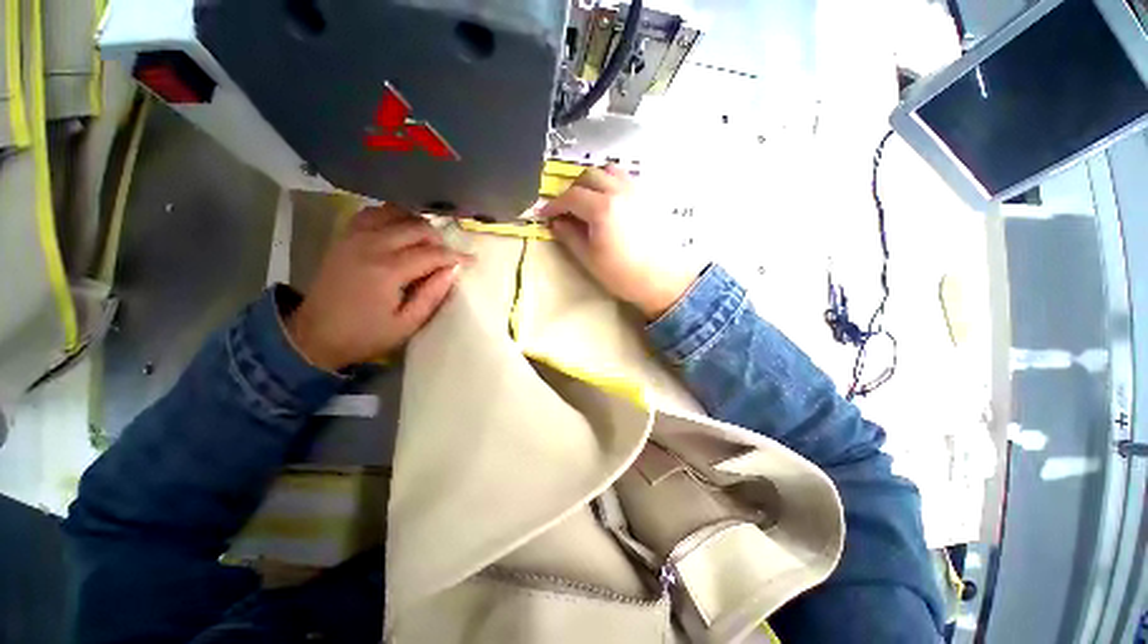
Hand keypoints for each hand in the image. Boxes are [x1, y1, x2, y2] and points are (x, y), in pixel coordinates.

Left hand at [285, 204, 469, 370]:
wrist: (314, 334)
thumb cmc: (365, 334)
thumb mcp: (407, 324)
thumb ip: (432, 295)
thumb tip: (453, 270)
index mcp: (388, 270)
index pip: (432, 253)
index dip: (456, 256)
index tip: (471, 260)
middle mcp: (372, 245)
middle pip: (416, 227)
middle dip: (439, 239)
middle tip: (447, 256)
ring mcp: (355, 236)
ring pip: (395, 212)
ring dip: (417, 224)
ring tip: (426, 243)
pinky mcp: (345, 236)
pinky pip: (372, 213)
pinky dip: (391, 216)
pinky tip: (399, 231)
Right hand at [539, 165, 702, 319]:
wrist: (661, 278)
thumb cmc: (622, 273)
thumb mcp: (589, 258)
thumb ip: (569, 236)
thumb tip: (556, 222)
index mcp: (602, 208)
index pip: (570, 197)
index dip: (554, 204)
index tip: (545, 214)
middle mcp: (619, 191)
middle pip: (588, 176)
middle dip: (572, 190)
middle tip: (566, 208)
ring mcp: (636, 190)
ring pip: (608, 171)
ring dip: (592, 181)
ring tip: (587, 200)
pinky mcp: (648, 195)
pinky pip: (625, 177)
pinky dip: (610, 182)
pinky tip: (609, 200)